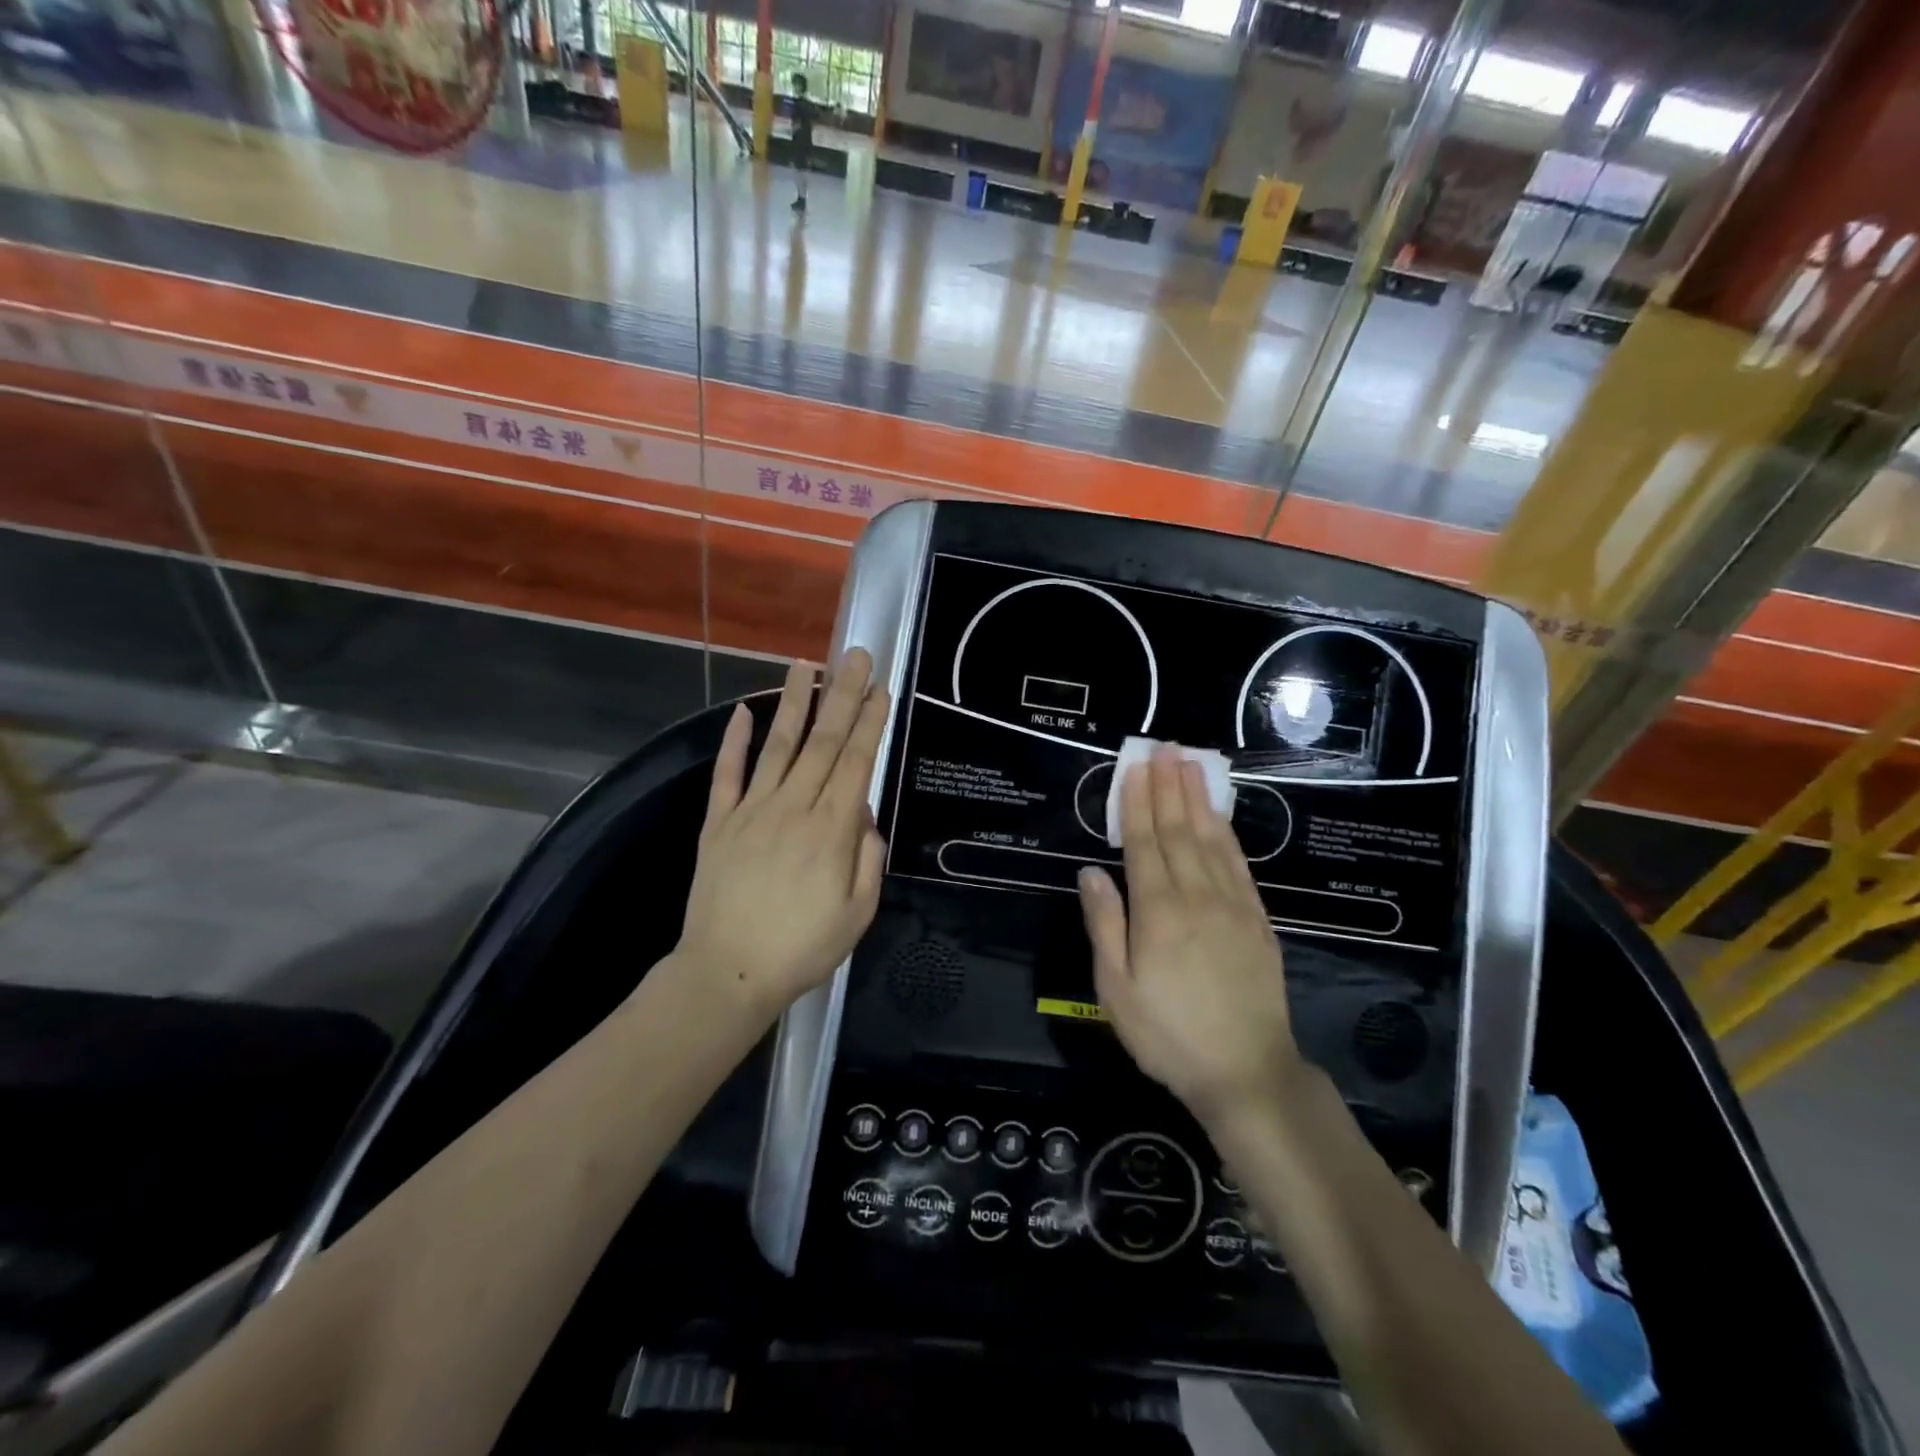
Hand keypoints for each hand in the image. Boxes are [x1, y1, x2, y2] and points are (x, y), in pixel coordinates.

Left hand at [676, 651, 888, 1022]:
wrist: (726, 974)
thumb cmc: (802, 949)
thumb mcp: (858, 915)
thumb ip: (868, 859)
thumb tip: (865, 816)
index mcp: (831, 831)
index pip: (855, 763)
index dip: (869, 722)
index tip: (879, 689)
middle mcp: (793, 808)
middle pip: (822, 742)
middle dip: (842, 695)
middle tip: (854, 656)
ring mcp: (751, 811)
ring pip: (778, 745)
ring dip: (793, 702)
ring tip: (805, 664)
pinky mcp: (717, 823)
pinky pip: (727, 774)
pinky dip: (734, 741)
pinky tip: (742, 712)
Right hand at [1078, 747, 1303, 1125]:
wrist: (1245, 1071)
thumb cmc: (1167, 1034)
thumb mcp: (1116, 989)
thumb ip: (1104, 925)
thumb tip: (1090, 872)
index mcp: (1157, 912)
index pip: (1144, 843)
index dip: (1138, 803)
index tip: (1136, 768)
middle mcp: (1195, 897)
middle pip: (1179, 831)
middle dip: (1169, 788)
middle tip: (1165, 749)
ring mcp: (1232, 906)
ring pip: (1211, 840)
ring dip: (1199, 800)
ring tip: (1192, 765)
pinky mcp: (1257, 920)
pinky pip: (1239, 866)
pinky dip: (1227, 835)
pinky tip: (1220, 817)